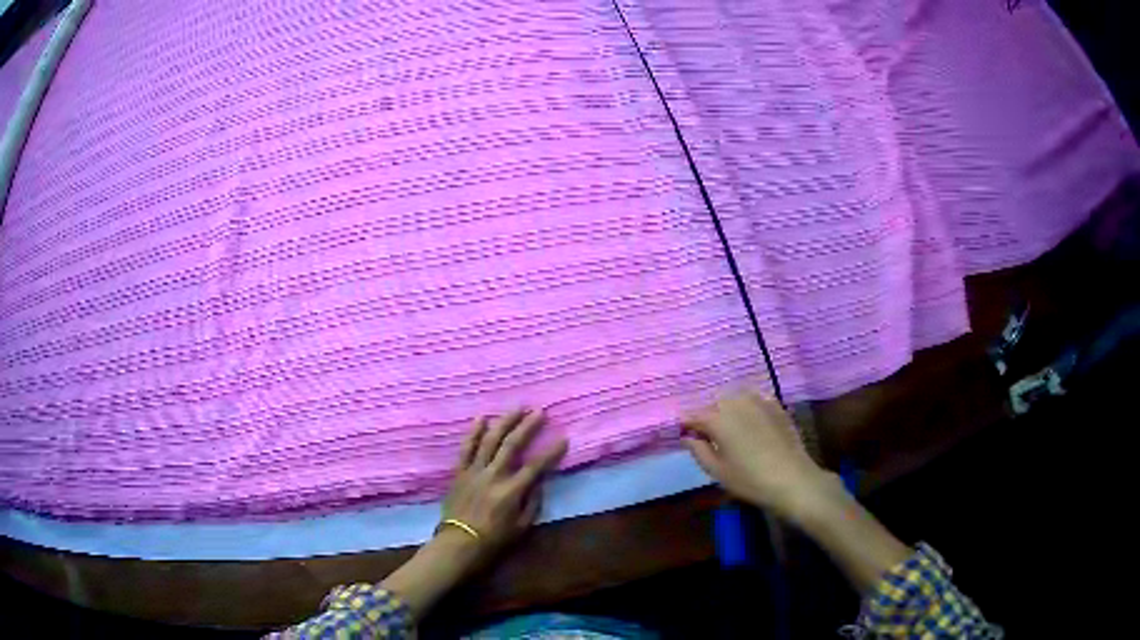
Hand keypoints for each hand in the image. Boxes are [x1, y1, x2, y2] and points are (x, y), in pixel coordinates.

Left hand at [441, 408, 568, 560]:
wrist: (459, 543)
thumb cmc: (494, 539)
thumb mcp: (522, 527)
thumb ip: (532, 503)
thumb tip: (539, 482)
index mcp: (512, 491)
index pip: (536, 466)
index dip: (552, 452)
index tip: (563, 438)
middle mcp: (494, 475)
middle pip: (513, 445)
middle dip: (528, 426)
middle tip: (539, 412)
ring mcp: (474, 471)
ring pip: (490, 440)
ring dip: (504, 422)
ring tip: (516, 408)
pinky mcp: (460, 472)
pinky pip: (466, 448)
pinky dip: (474, 432)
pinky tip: (481, 418)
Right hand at [683, 392, 834, 520]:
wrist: (792, 478)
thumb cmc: (749, 479)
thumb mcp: (716, 471)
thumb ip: (698, 450)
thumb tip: (688, 436)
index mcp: (717, 418)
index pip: (692, 415)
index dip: (687, 425)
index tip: (685, 435)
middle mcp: (735, 402)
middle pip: (714, 403)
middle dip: (709, 415)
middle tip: (710, 437)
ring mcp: (758, 400)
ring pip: (734, 397)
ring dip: (728, 408)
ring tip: (732, 429)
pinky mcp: (775, 404)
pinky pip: (754, 399)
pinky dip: (747, 407)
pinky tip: (751, 423)